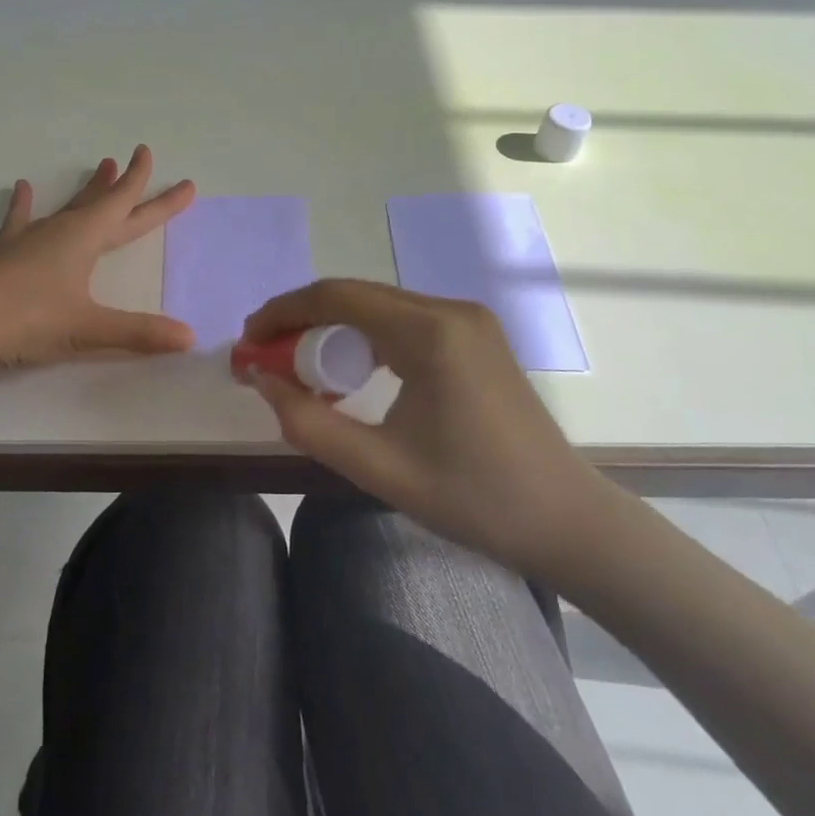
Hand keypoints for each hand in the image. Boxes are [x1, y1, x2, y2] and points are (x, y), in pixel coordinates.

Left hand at [0, 145, 196, 376]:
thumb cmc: (28, 320)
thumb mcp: (88, 329)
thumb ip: (140, 332)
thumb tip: (189, 337)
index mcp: (84, 239)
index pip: (127, 208)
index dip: (154, 194)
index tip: (173, 173)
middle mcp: (60, 231)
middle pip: (103, 204)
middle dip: (128, 185)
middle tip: (142, 158)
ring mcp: (29, 240)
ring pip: (67, 207)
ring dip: (87, 190)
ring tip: (100, 166)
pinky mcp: (4, 255)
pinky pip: (19, 222)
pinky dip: (24, 206)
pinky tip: (23, 188)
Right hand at [242, 279, 617, 576]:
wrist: (566, 520)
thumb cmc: (472, 498)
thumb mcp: (378, 467)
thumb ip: (308, 423)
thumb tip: (262, 381)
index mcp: (431, 333)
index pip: (337, 297)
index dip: (283, 312)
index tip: (249, 341)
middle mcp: (450, 311)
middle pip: (356, 295)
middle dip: (302, 319)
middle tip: (265, 356)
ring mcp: (468, 321)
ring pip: (378, 307)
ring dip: (332, 328)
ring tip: (297, 364)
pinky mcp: (475, 338)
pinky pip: (403, 322)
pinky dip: (364, 338)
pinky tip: (348, 371)